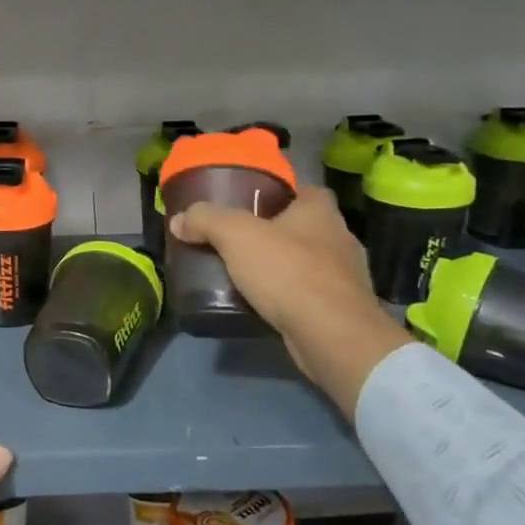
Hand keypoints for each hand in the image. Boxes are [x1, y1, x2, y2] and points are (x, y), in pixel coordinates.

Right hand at [170, 188, 410, 415]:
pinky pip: (310, 293)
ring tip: (246, 274)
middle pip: (302, 226)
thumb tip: (178, 220)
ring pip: (307, 262)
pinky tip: (266, 304)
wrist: (332, 335)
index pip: (299, 189)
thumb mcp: (236, 236)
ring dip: (282, 267)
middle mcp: (340, 236)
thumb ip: (206, 221)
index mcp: (320, 209)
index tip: (246, 205)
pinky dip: (290, 296)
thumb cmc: (288, 272)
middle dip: (273, 232)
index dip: (274, 194)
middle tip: (237, 241)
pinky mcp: (343, 308)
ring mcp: (346, 275)